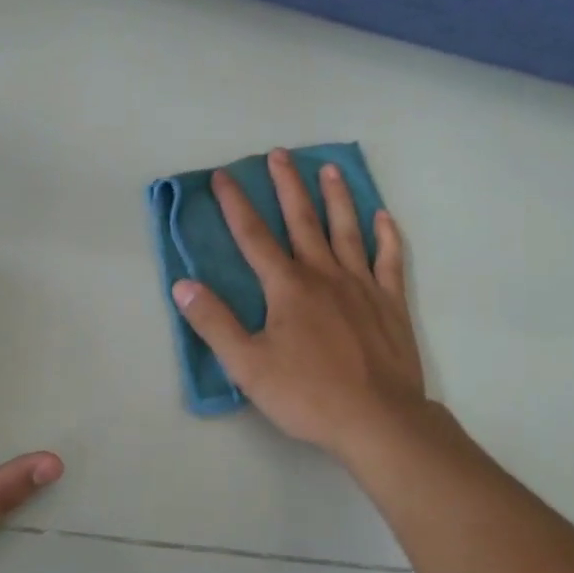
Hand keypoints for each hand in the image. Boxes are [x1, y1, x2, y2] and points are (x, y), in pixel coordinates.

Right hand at [173, 150, 425, 458]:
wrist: (377, 419)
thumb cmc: (307, 394)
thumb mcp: (247, 364)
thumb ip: (214, 322)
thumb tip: (183, 284)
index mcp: (287, 287)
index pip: (253, 236)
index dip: (235, 204)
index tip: (224, 175)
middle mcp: (324, 274)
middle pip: (302, 221)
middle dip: (287, 186)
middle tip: (280, 154)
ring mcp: (361, 285)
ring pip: (347, 230)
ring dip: (337, 198)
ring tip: (330, 169)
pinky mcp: (391, 302)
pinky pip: (390, 260)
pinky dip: (387, 236)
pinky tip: (384, 217)